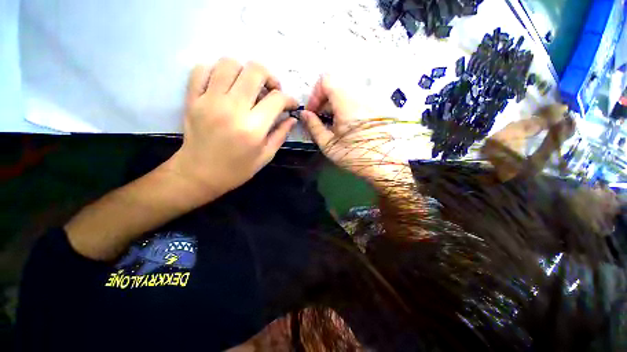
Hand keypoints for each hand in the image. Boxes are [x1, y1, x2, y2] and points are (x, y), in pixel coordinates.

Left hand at [168, 58, 297, 197]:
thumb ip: (281, 135)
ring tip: (248, 87)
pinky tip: (225, 85)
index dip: (289, 99)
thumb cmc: (237, 169)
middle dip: (270, 77)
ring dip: (244, 71)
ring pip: (229, 63)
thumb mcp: (265, 156)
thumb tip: (292, 118)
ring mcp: (209, 101)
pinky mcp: (192, 99)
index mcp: (253, 128)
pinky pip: (202, 69)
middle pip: (255, 71)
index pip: (277, 99)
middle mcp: (232, 109)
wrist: (199, 174)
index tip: (290, 105)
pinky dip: (216, 71)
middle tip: (271, 90)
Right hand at [301, 75, 412, 187]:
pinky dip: (346, 105)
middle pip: (337, 84)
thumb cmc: (355, 156)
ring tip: (333, 122)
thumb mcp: (329, 145)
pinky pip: (357, 97)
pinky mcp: (377, 105)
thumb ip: (314, 127)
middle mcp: (361, 95)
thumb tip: (305, 115)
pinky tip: (347, 123)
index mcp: (347, 103)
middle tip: (321, 118)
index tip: (313, 112)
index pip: (326, 80)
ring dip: (335, 103)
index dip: (315, 94)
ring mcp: (372, 98)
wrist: (385, 163)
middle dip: (324, 99)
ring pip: (347, 90)